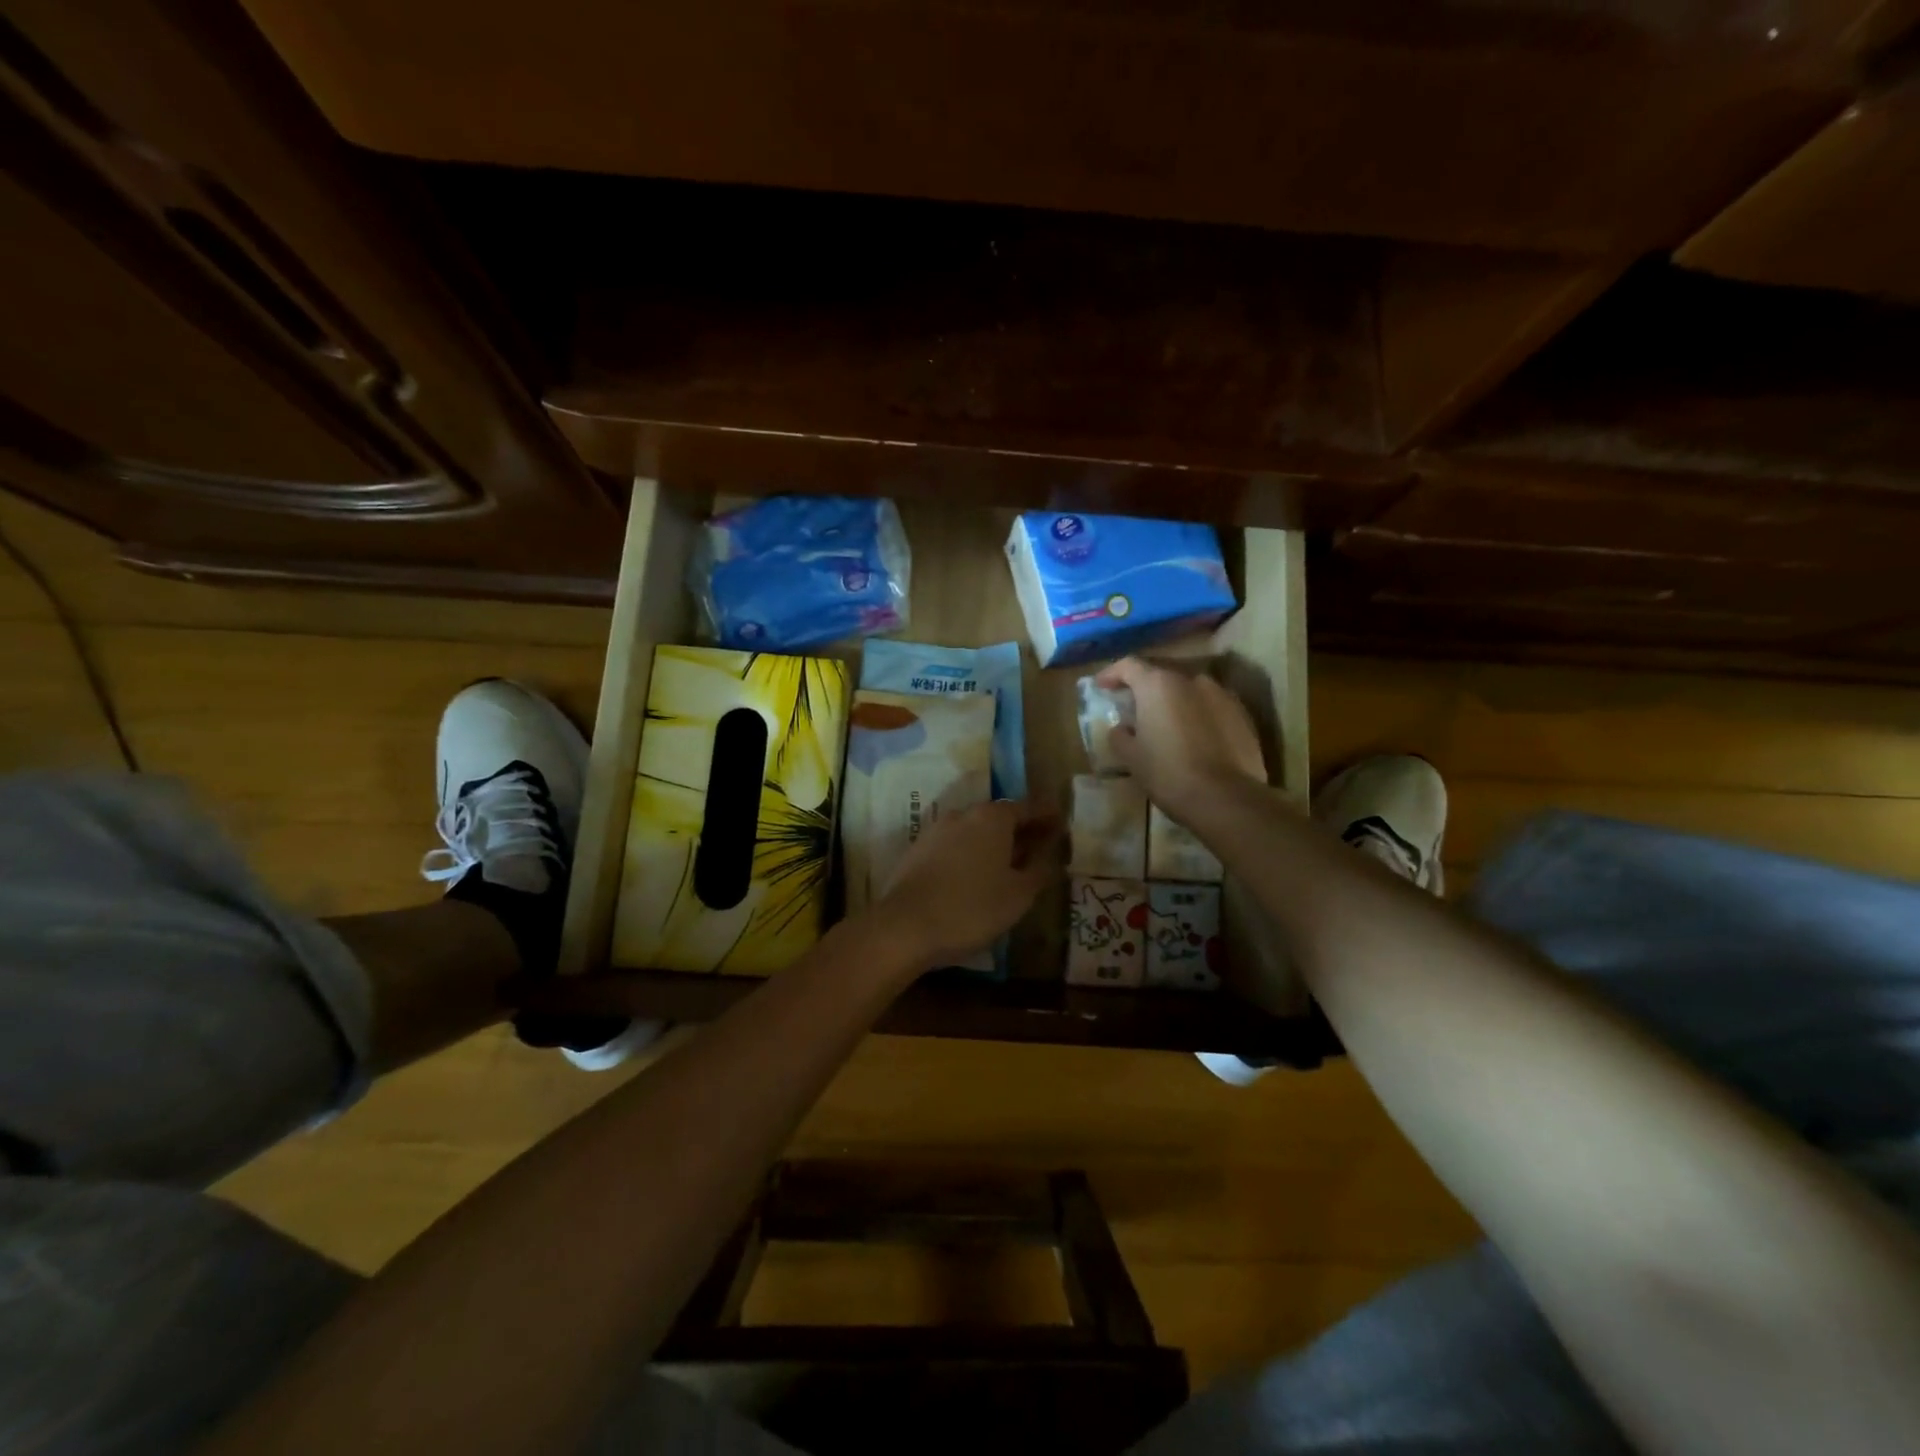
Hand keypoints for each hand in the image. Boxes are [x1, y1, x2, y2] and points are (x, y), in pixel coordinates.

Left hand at [871, 800, 1060, 971]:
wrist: (905, 926)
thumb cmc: (972, 908)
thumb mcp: (1018, 895)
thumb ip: (1039, 871)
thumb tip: (1050, 857)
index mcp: (992, 818)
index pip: (1027, 807)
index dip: (1046, 816)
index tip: (1060, 822)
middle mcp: (963, 814)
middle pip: (998, 816)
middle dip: (1020, 829)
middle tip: (1038, 845)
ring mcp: (936, 830)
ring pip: (974, 830)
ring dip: (993, 842)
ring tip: (1009, 863)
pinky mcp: (917, 850)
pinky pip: (954, 845)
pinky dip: (970, 853)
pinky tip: (976, 874)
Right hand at [1095, 657, 1265, 824]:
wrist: (1226, 798)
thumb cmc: (1168, 773)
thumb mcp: (1131, 757)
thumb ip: (1120, 736)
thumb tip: (1121, 728)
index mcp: (1159, 684)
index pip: (1129, 665)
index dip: (1112, 673)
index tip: (1101, 686)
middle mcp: (1192, 679)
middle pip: (1161, 676)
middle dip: (1146, 690)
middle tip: (1134, 708)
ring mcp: (1222, 694)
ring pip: (1190, 691)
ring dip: (1175, 702)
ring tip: (1167, 725)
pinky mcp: (1243, 715)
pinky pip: (1212, 707)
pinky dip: (1199, 715)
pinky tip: (1195, 738)